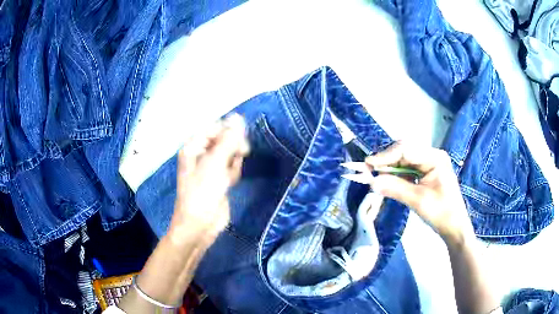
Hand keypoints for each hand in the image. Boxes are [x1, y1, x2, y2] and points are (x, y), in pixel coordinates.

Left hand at [168, 114, 249, 246]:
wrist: (200, 226)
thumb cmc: (202, 194)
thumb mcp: (215, 164)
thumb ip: (228, 140)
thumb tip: (238, 117)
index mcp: (194, 147)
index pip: (216, 127)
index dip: (230, 132)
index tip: (241, 142)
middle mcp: (201, 154)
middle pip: (225, 139)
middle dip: (233, 148)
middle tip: (238, 157)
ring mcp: (211, 167)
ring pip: (231, 153)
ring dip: (234, 162)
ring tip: (228, 177)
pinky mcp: (220, 179)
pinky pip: (232, 167)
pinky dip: (233, 173)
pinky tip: (230, 183)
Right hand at [365, 141, 473, 245]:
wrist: (454, 228)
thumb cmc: (441, 213)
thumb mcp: (418, 201)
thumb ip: (395, 188)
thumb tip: (371, 182)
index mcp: (435, 157)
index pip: (406, 149)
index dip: (385, 155)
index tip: (368, 165)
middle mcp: (432, 156)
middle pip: (404, 152)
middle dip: (386, 161)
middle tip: (368, 172)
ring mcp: (429, 163)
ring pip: (404, 160)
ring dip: (389, 168)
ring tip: (375, 177)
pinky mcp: (426, 172)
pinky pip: (407, 169)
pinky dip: (396, 175)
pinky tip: (388, 181)